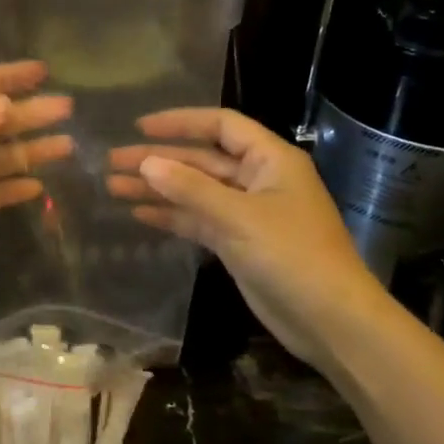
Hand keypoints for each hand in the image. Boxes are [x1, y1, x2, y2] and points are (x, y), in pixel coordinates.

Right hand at [107, 109, 388, 367]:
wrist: (330, 321)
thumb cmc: (292, 255)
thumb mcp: (239, 217)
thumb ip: (190, 188)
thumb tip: (146, 163)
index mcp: (270, 160)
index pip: (221, 126)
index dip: (180, 122)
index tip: (140, 127)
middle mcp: (257, 180)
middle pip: (200, 160)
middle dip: (158, 160)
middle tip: (112, 163)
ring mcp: (247, 213)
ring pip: (195, 192)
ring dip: (157, 189)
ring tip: (113, 188)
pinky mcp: (238, 243)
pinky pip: (198, 220)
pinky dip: (171, 217)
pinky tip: (138, 215)